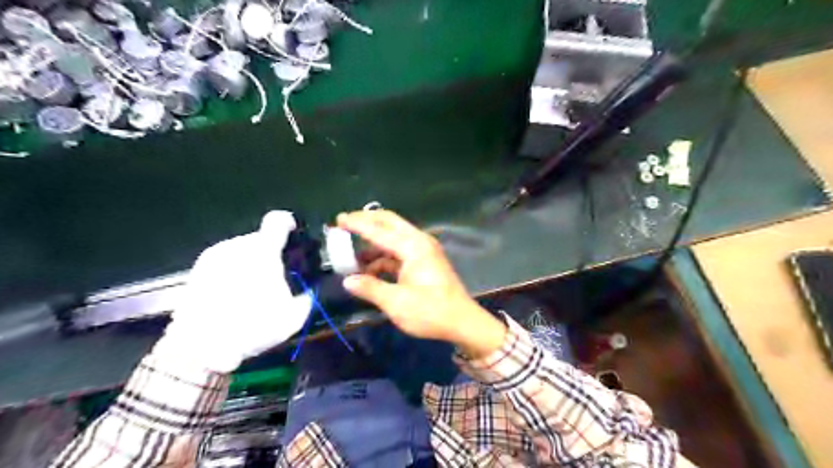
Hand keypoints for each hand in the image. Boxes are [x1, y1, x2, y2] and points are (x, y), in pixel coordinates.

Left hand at [152, 211, 311, 372]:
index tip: (294, 231)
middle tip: (276, 274)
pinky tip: (234, 292)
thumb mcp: (293, 317)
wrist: (200, 348)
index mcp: (262, 252)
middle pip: (260, 238)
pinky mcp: (198, 269)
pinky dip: (234, 269)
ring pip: (242, 249)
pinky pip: (225, 260)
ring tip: (253, 286)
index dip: (288, 222)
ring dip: (251, 260)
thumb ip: (306, 297)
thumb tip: (308, 291)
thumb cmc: (251, 327)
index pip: (277, 221)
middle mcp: (237, 246)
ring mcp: (214, 256)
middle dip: (271, 252)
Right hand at [334, 209, 503, 355]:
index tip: (338, 220)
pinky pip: (399, 251)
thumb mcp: (396, 302)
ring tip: (352, 256)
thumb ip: (370, 288)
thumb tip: (348, 281)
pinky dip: (383, 257)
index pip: (378, 230)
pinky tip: (370, 270)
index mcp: (412, 246)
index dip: (357, 224)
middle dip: (367, 221)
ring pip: (394, 237)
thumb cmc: (430, 311)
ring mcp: (423, 250)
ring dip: (374, 243)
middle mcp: (419, 241)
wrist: (462, 322)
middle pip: (389, 222)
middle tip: (345, 224)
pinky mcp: (425, 261)